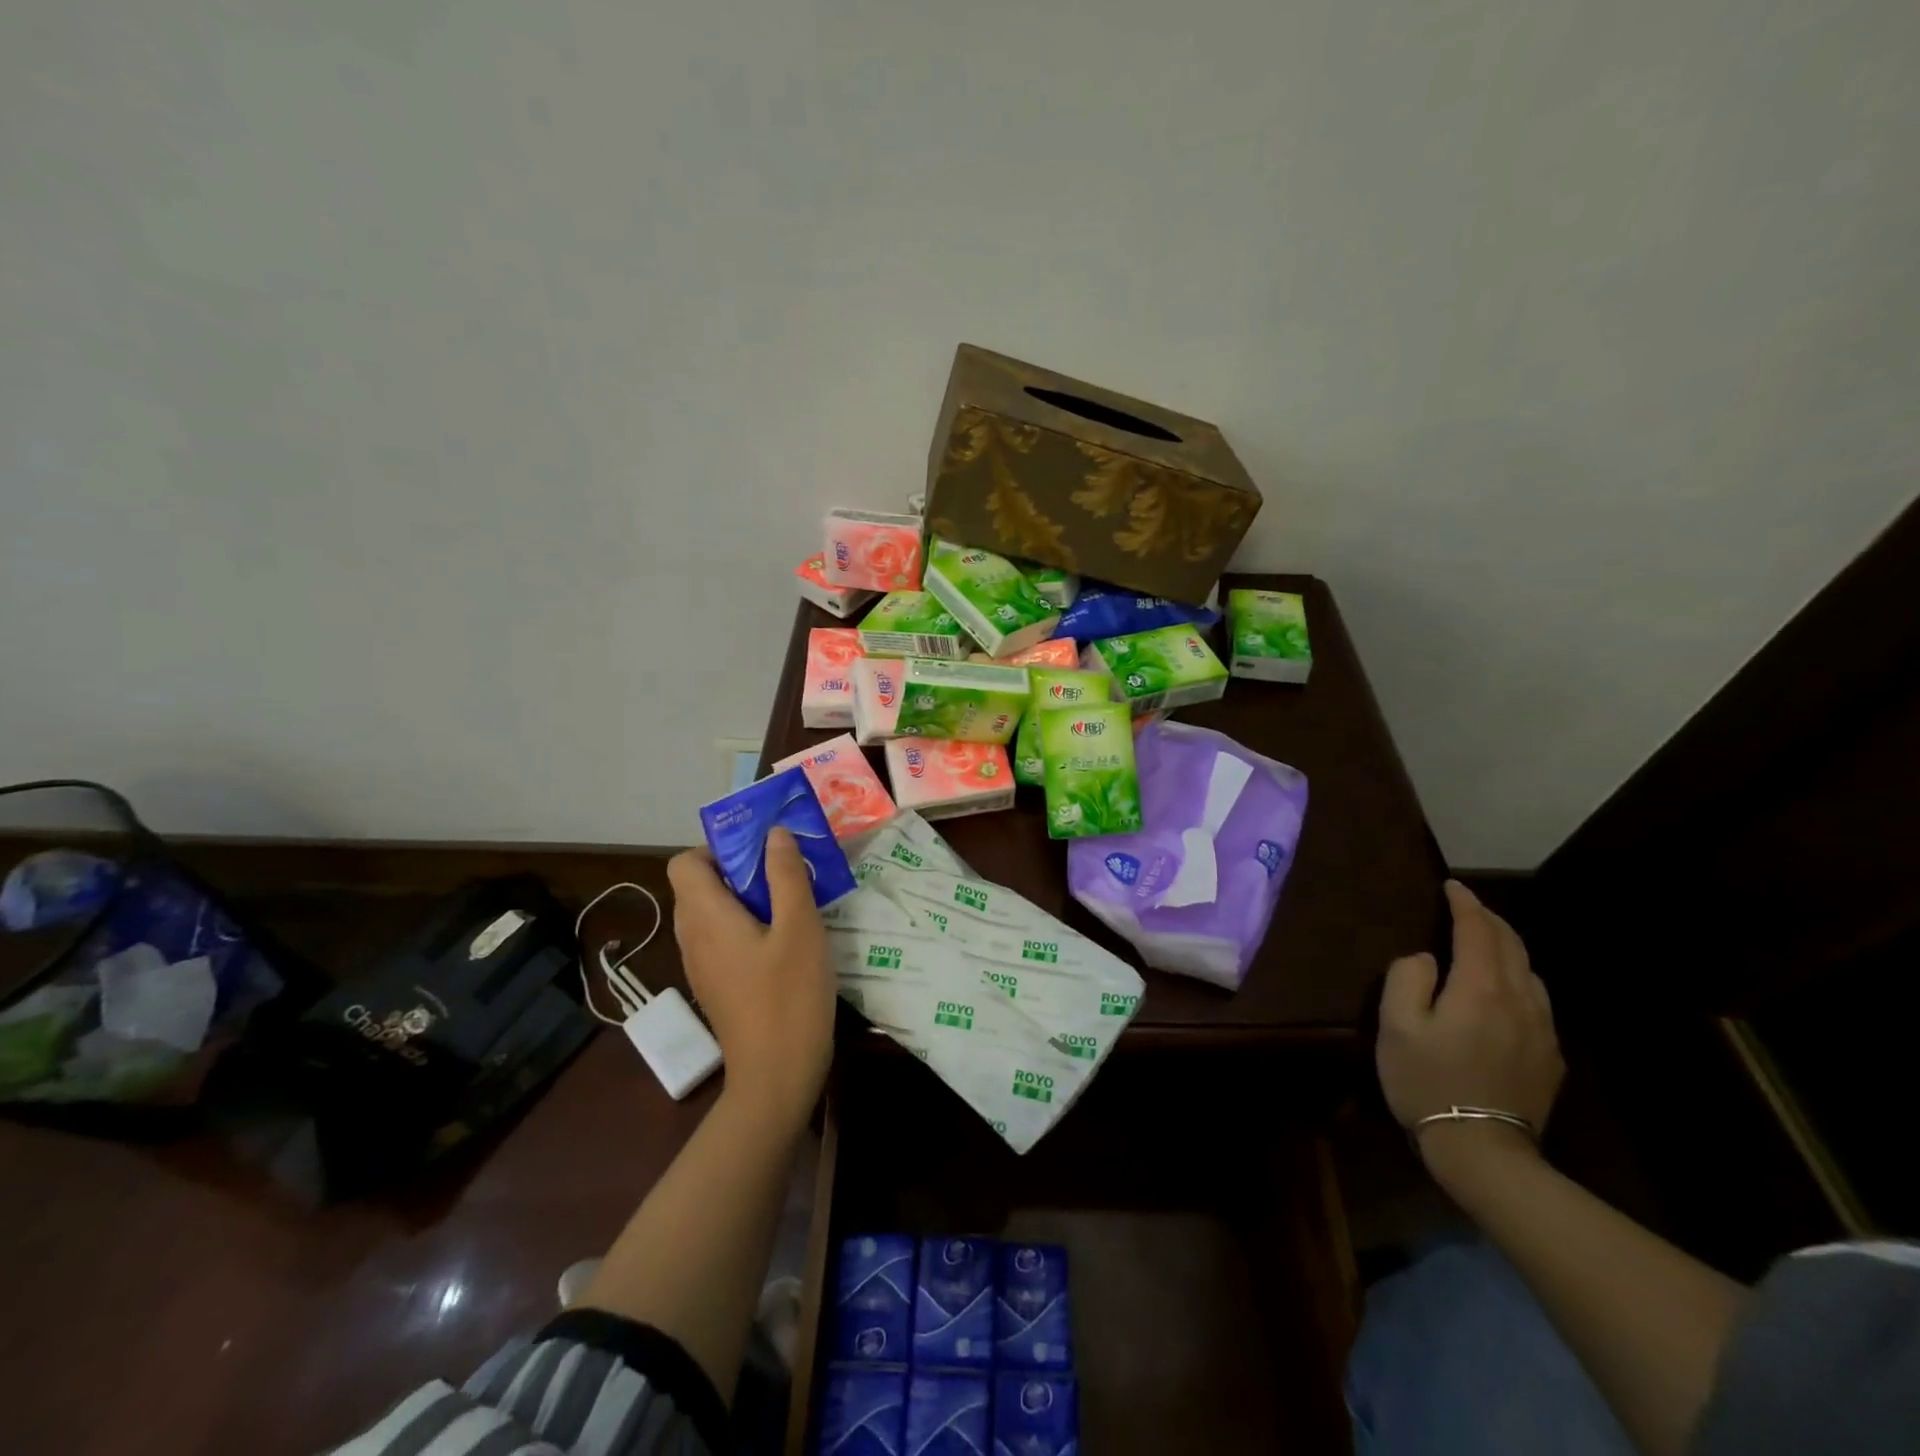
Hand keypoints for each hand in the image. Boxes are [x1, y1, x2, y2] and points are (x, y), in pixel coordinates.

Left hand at [666, 830, 835, 1130]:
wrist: (776, 1077)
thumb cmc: (789, 996)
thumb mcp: (799, 927)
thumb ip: (786, 875)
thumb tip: (773, 833)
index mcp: (705, 916)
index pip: (684, 862)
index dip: (717, 849)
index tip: (760, 854)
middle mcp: (692, 937)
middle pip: (698, 885)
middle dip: (739, 869)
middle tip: (785, 874)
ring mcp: (701, 965)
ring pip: (711, 912)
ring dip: (746, 898)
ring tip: (790, 904)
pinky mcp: (716, 985)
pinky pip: (720, 938)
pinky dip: (745, 926)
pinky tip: (785, 942)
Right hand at [1378, 880, 1563, 1187]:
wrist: (1483, 1150)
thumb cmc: (1428, 1081)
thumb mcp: (1396, 1025)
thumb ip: (1407, 978)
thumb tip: (1427, 958)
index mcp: (1481, 988)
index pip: (1478, 931)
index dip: (1465, 904)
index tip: (1452, 886)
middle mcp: (1520, 1001)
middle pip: (1512, 946)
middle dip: (1490, 919)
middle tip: (1468, 905)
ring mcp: (1542, 1031)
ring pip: (1531, 972)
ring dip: (1509, 947)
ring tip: (1487, 941)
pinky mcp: (1550, 1058)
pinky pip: (1538, 1001)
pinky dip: (1520, 978)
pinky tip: (1506, 989)